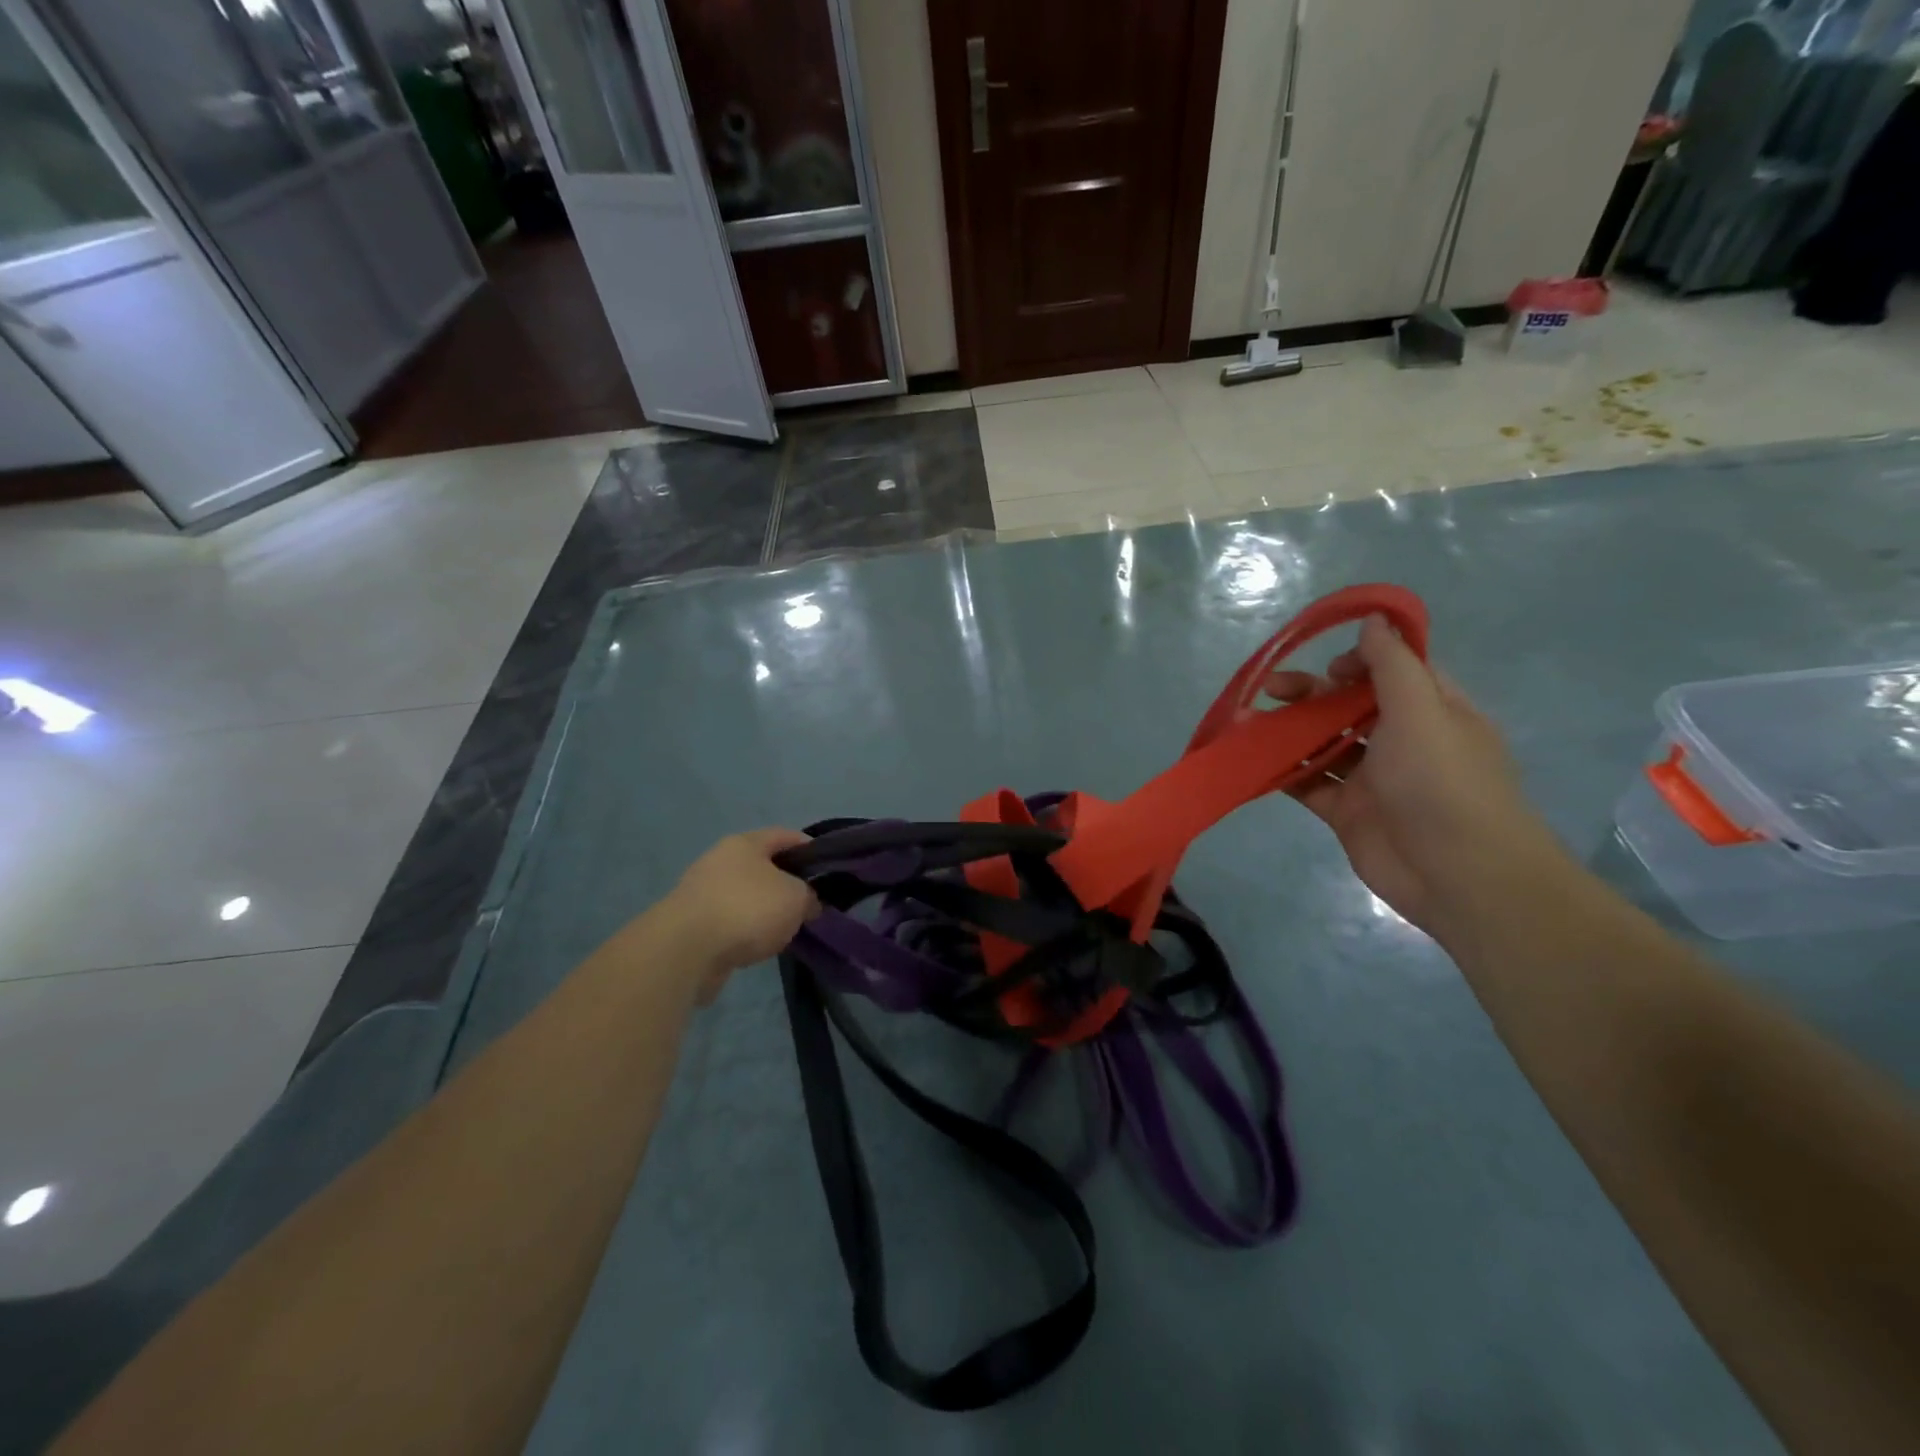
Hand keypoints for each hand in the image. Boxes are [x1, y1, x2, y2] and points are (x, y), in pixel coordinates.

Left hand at [668, 830, 820, 999]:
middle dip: (786, 882)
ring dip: (765, 909)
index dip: (809, 848)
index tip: (827, 867)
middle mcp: (720, 860)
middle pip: (762, 866)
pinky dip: (746, 930)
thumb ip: (809, 896)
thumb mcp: (795, 898)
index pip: (784, 835)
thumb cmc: (747, 909)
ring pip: (745, 895)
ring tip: (787, 928)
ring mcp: (702, 891)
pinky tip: (759, 945)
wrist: (686, 951)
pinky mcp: (691, 923)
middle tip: (809, 902)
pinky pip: (730, 921)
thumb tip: (808, 904)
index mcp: (745, 843)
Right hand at [1269, 617, 1567, 937]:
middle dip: (1310, 693)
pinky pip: (1309, 783)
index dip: (1360, 661)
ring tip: (1251, 722)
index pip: (1394, 671)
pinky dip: (1284, 771)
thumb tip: (1374, 619)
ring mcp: (1372, 778)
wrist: (1456, 874)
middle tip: (1272, 688)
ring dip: (1290, 729)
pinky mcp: (1346, 811)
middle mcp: (1402, 740)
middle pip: (1348, 705)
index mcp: (1432, 711)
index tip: (1330, 667)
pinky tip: (1254, 759)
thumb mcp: (1421, 711)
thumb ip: (1392, 664)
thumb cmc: (1442, 782)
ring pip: (1324, 742)